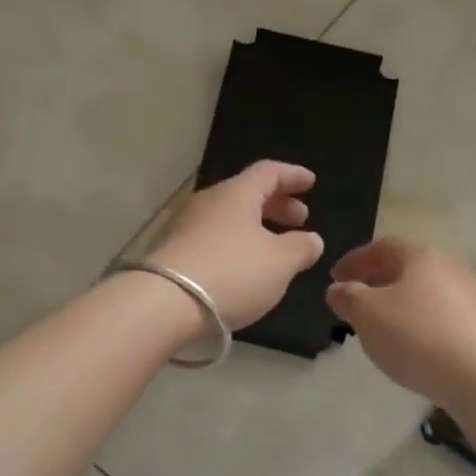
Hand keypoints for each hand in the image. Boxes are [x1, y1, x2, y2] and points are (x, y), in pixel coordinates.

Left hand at [148, 161, 324, 329]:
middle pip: (247, 194)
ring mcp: (186, 226)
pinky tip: (244, 268)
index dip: (293, 176)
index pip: (269, 172)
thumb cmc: (232, 273)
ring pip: (229, 218)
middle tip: (299, 219)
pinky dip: (236, 245)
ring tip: (275, 247)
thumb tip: (311, 239)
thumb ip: (301, 247)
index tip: (311, 182)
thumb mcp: (280, 262)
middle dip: (276, 204)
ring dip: (255, 227)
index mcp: (236, 194)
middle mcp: (208, 202)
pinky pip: (214, 239)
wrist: (164, 304)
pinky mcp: (173, 252)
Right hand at [326, 237, 475, 402]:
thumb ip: (348, 297)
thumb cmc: (416, 336)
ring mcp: (471, 297)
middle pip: (406, 267)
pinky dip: (418, 322)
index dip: (355, 260)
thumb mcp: (367, 314)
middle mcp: (450, 268)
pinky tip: (410, 344)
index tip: (334, 279)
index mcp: (421, 256)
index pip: (382, 246)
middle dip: (376, 281)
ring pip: (424, 292)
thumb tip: (338, 289)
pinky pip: (440, 315)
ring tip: (379, 325)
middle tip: (354, 300)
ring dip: (398, 303)